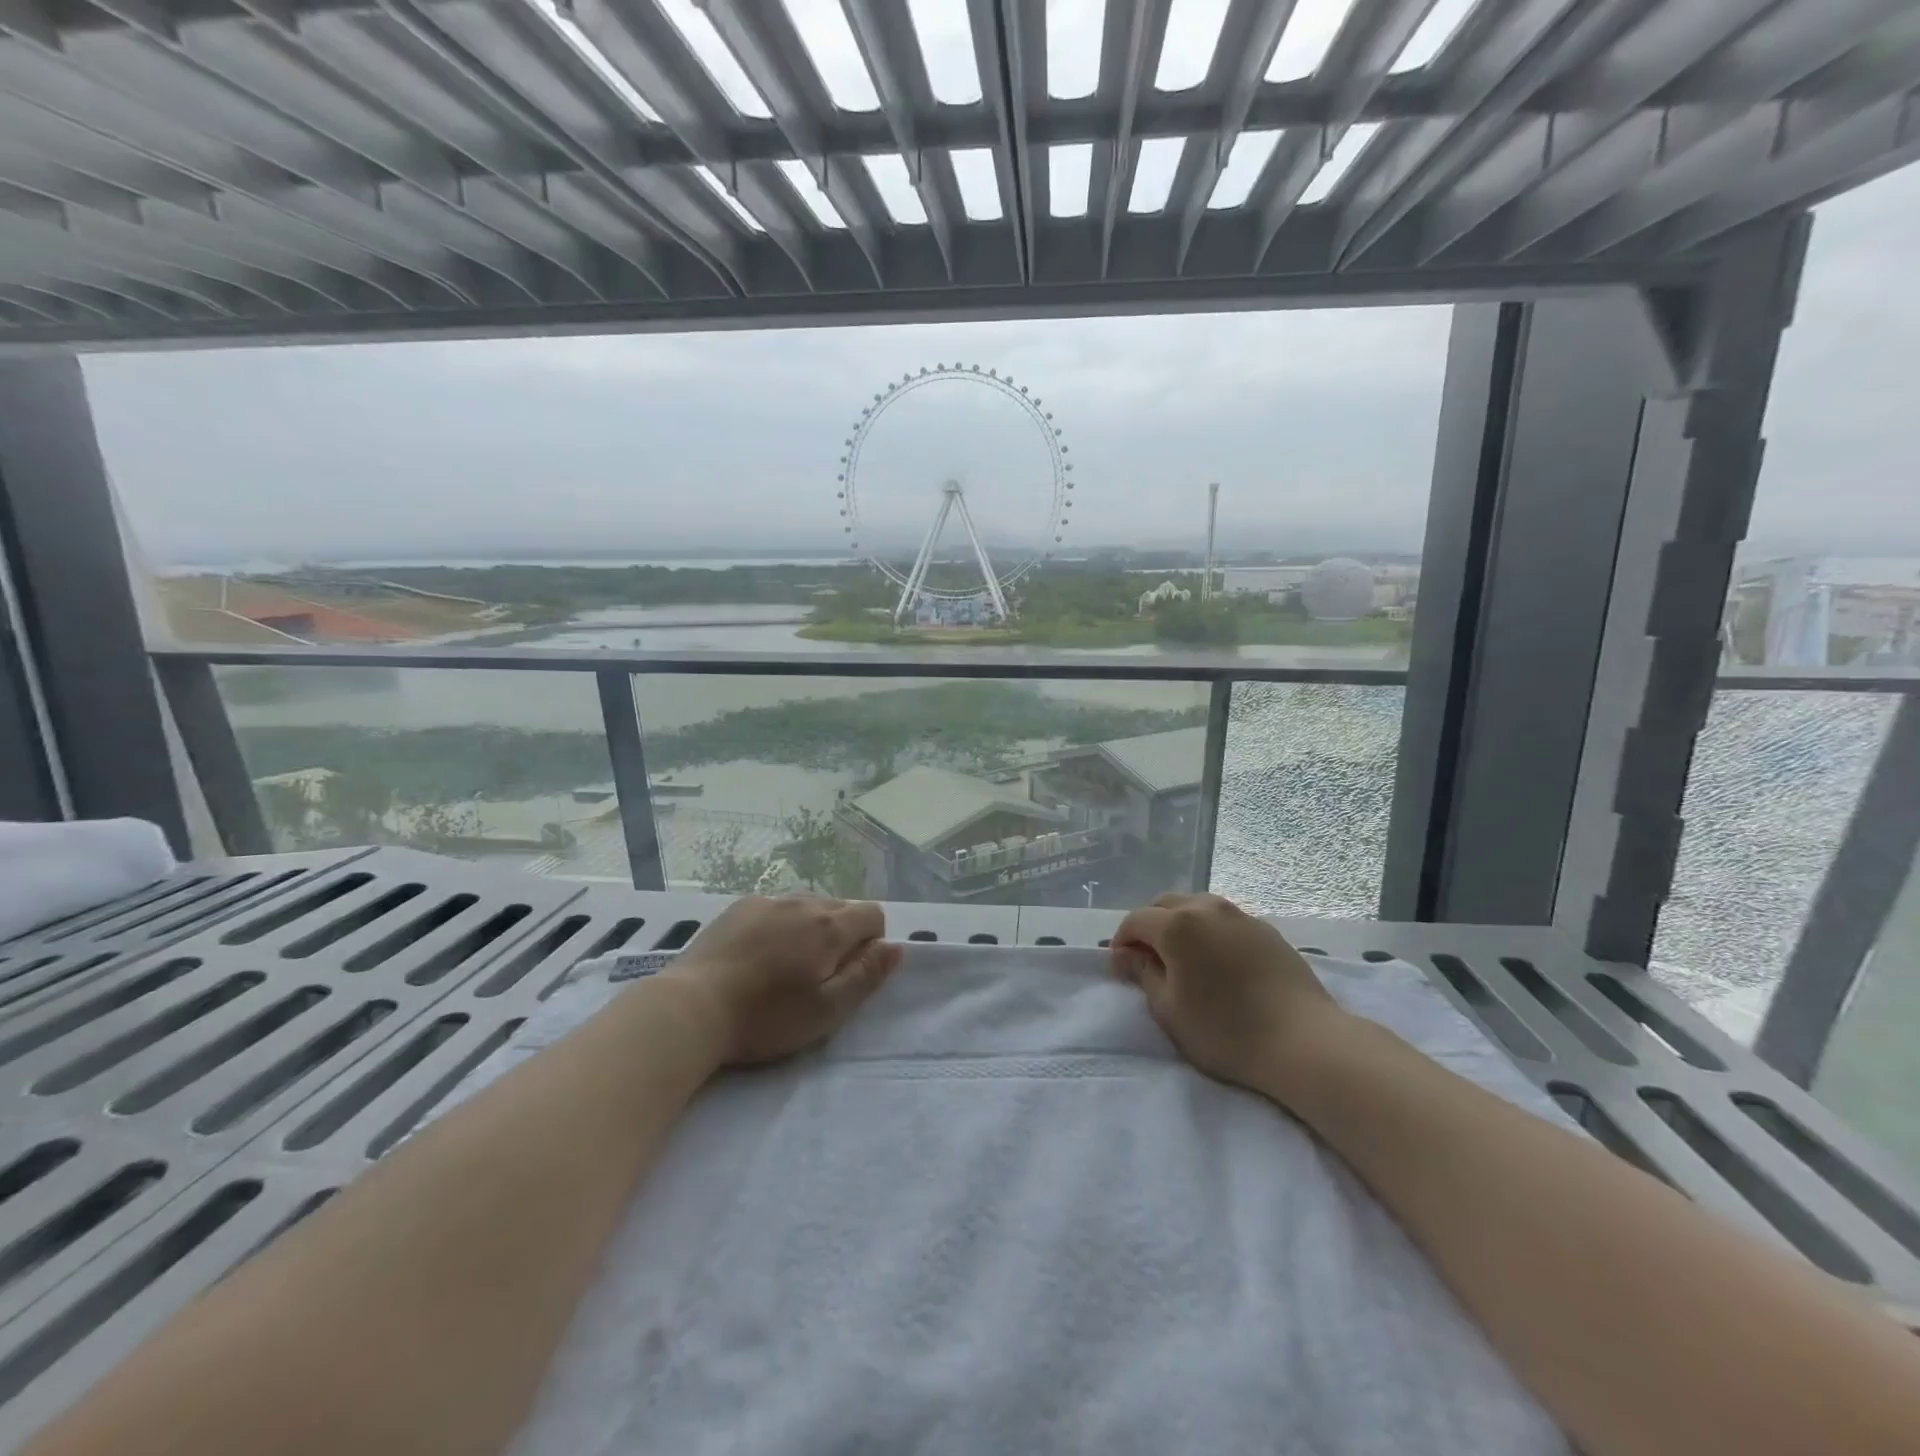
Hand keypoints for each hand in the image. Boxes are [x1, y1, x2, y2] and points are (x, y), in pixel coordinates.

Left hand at [662, 896, 901, 1066]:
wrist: (691, 1009)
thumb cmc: (765, 1018)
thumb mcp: (827, 1010)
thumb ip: (866, 975)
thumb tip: (895, 946)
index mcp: (829, 927)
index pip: (872, 914)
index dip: (872, 942)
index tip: (850, 973)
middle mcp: (802, 902)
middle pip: (841, 908)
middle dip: (842, 935)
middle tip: (818, 976)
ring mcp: (767, 901)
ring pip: (807, 905)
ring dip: (810, 927)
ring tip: (786, 965)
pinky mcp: (738, 907)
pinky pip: (775, 907)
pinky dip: (779, 924)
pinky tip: (758, 954)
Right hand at [1111, 892, 1345, 1095]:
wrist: (1304, 1041)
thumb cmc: (1226, 1030)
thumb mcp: (1169, 1010)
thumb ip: (1144, 974)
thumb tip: (1126, 955)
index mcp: (1177, 925)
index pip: (1136, 921)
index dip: (1122, 941)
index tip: (1121, 967)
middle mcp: (1207, 908)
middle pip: (1165, 904)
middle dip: (1149, 925)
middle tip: (1148, 959)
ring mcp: (1241, 916)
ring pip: (1197, 906)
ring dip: (1180, 923)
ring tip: (1183, 958)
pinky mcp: (1267, 930)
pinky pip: (1224, 919)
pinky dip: (1209, 930)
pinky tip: (1217, 961)